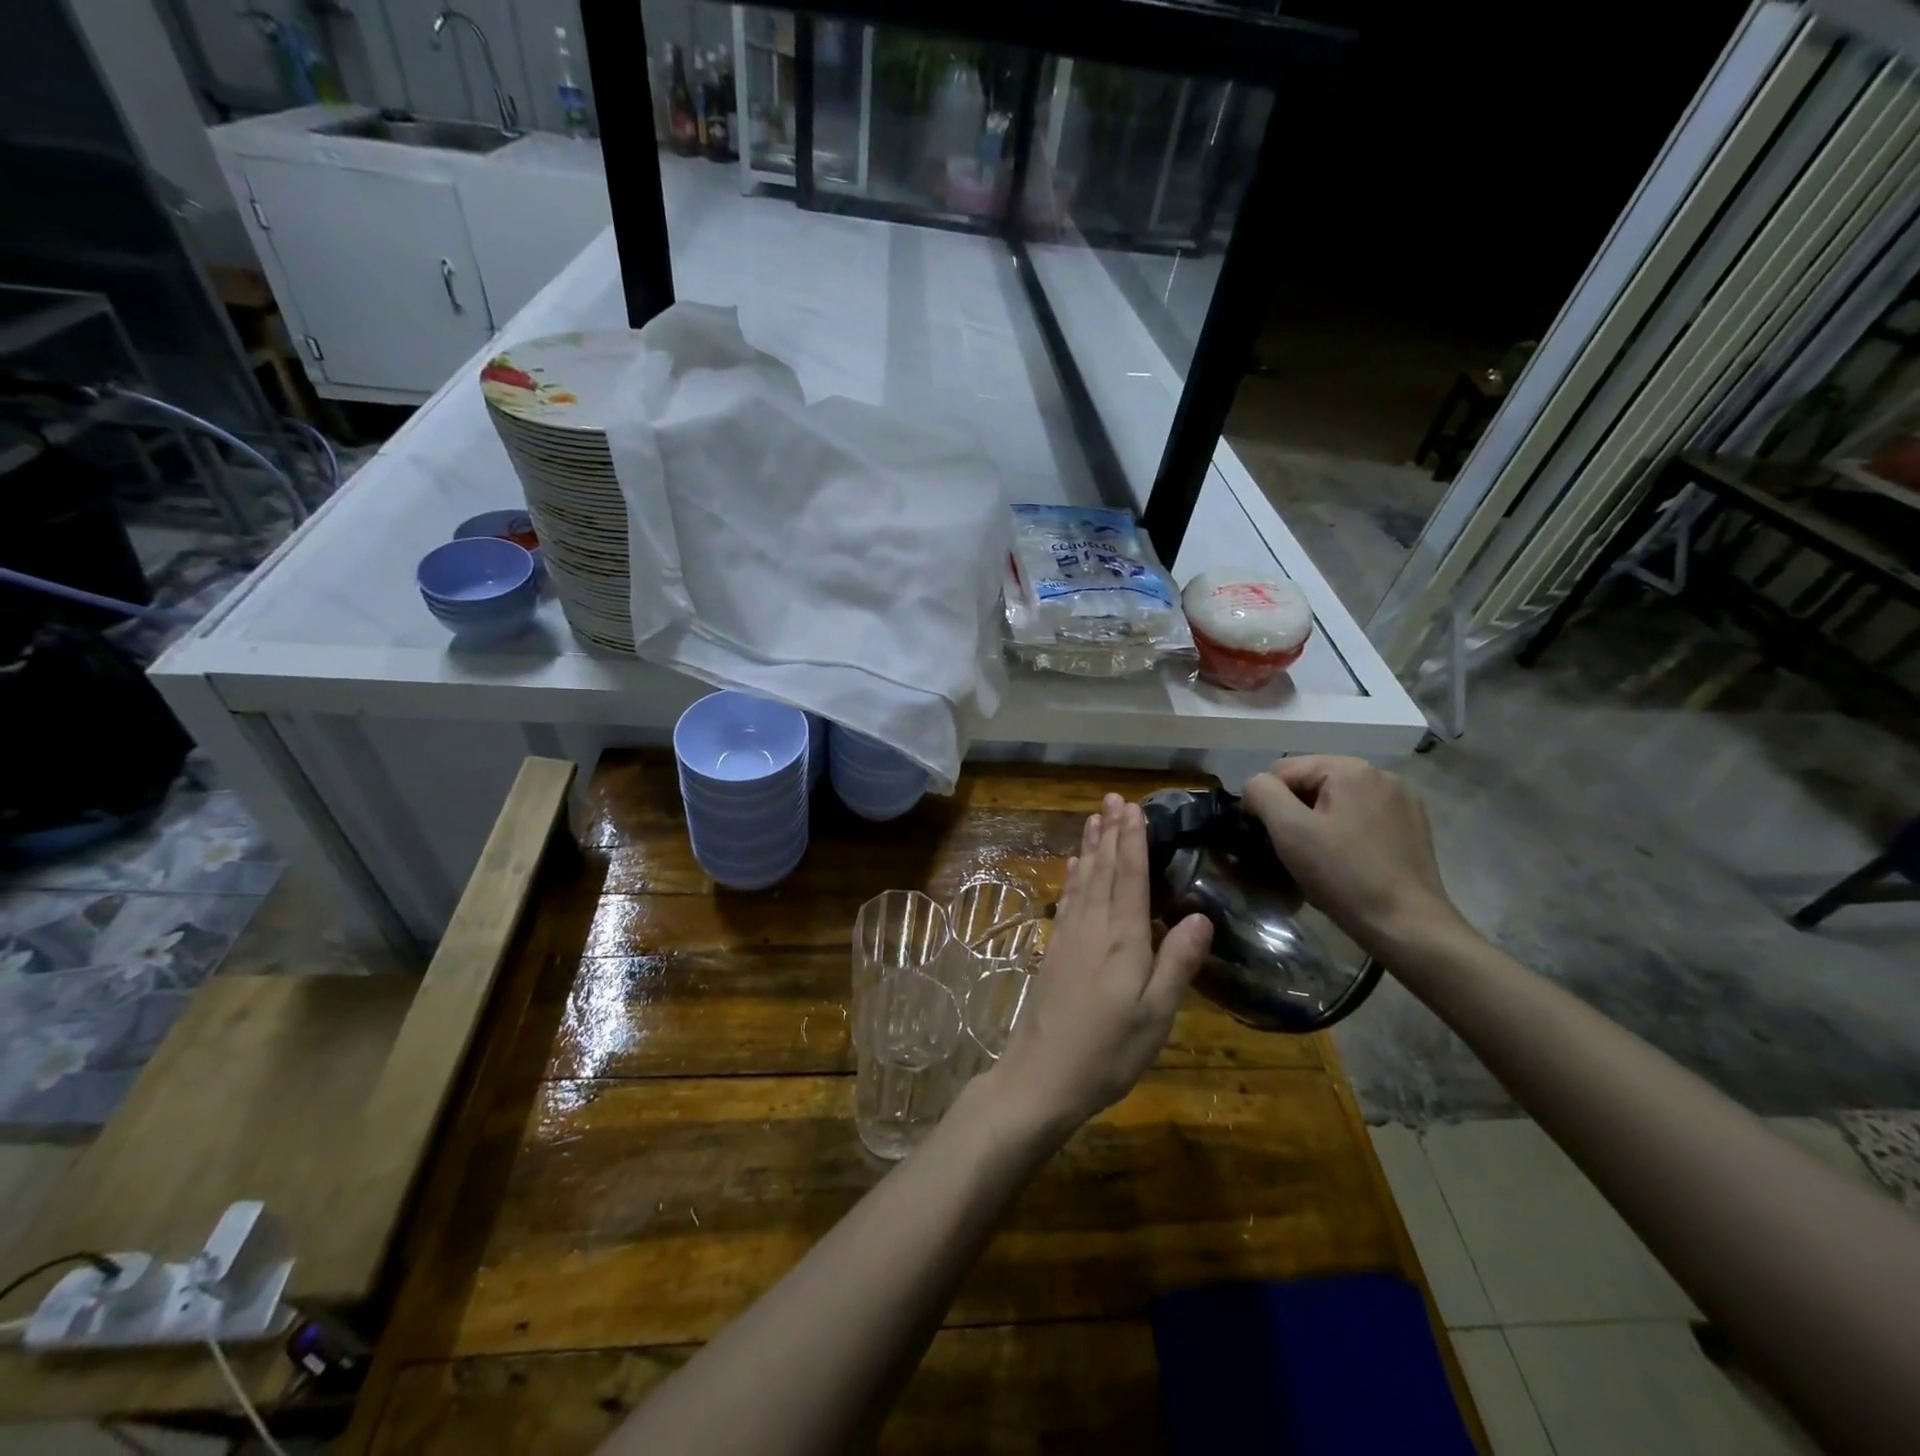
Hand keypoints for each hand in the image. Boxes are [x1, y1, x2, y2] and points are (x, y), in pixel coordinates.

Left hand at [985, 794, 1212, 1136]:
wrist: (1041, 1077)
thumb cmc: (1108, 1051)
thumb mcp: (1156, 1015)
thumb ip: (1177, 962)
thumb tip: (1200, 915)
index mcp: (1122, 939)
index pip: (1129, 877)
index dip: (1132, 840)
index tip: (1133, 808)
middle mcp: (1092, 928)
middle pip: (1103, 870)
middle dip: (1109, 832)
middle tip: (1112, 798)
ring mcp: (1068, 938)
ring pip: (1083, 880)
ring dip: (1090, 847)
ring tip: (1093, 818)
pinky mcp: (1054, 952)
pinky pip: (1067, 901)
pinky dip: (1073, 878)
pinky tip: (1075, 867)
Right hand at [1241, 756, 1463, 955]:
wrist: (1406, 925)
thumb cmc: (1343, 875)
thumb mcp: (1289, 830)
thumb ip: (1263, 793)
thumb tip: (1256, 785)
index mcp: (1350, 768)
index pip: (1283, 771)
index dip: (1266, 802)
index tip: (1267, 838)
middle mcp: (1380, 774)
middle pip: (1312, 783)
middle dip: (1295, 812)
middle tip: (1293, 851)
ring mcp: (1401, 800)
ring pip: (1336, 801)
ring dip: (1318, 822)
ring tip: (1319, 858)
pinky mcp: (1413, 825)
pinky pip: (1362, 817)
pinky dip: (1345, 832)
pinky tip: (1348, 860)